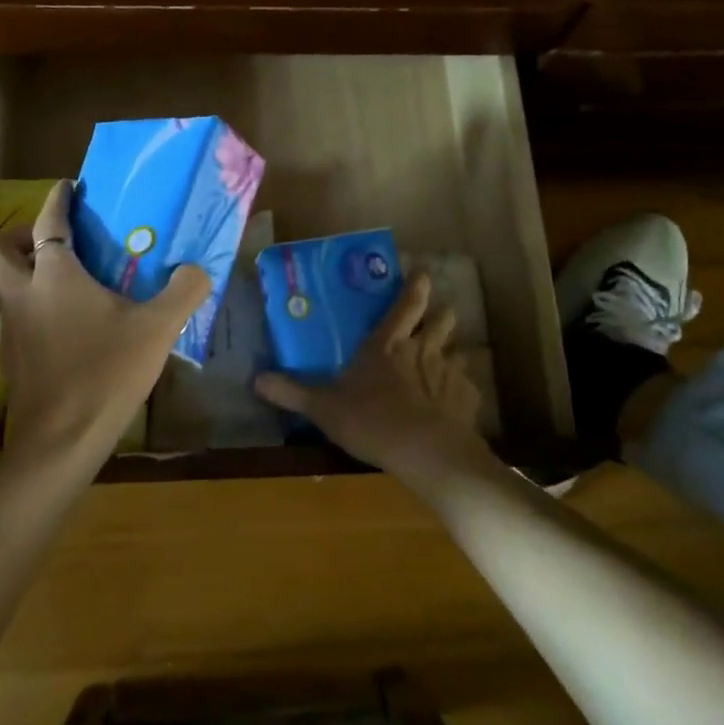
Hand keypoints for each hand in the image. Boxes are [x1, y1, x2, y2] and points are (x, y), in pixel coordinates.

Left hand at [0, 180, 209, 469]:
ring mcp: (11, 328)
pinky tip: (67, 329)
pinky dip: (33, 311)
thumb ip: (184, 292)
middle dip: (16, 236)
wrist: (62, 438)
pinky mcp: (11, 359)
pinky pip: (16, 318)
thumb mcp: (158, 328)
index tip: (67, 188)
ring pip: (3, 286)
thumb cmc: (107, 371)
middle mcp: (23, 294)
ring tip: (66, 284)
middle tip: (51, 241)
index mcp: (54, 276)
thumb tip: (197, 269)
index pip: (47, 222)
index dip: (56, 200)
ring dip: (25, 275)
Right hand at [252, 275, 487, 488]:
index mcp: (388, 343)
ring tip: (446, 364)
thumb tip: (256, 379)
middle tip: (436, 318)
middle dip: (440, 314)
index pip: (407, 303)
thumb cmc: (371, 420)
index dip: (416, 285)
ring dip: (453, 353)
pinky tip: (454, 405)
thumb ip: (292, 392)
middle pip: (442, 319)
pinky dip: (462, 391)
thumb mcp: (323, 408)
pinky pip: (468, 387)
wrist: (426, 452)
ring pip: (459, 350)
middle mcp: (423, 349)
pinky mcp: (468, 399)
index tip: (422, 273)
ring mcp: (450, 372)